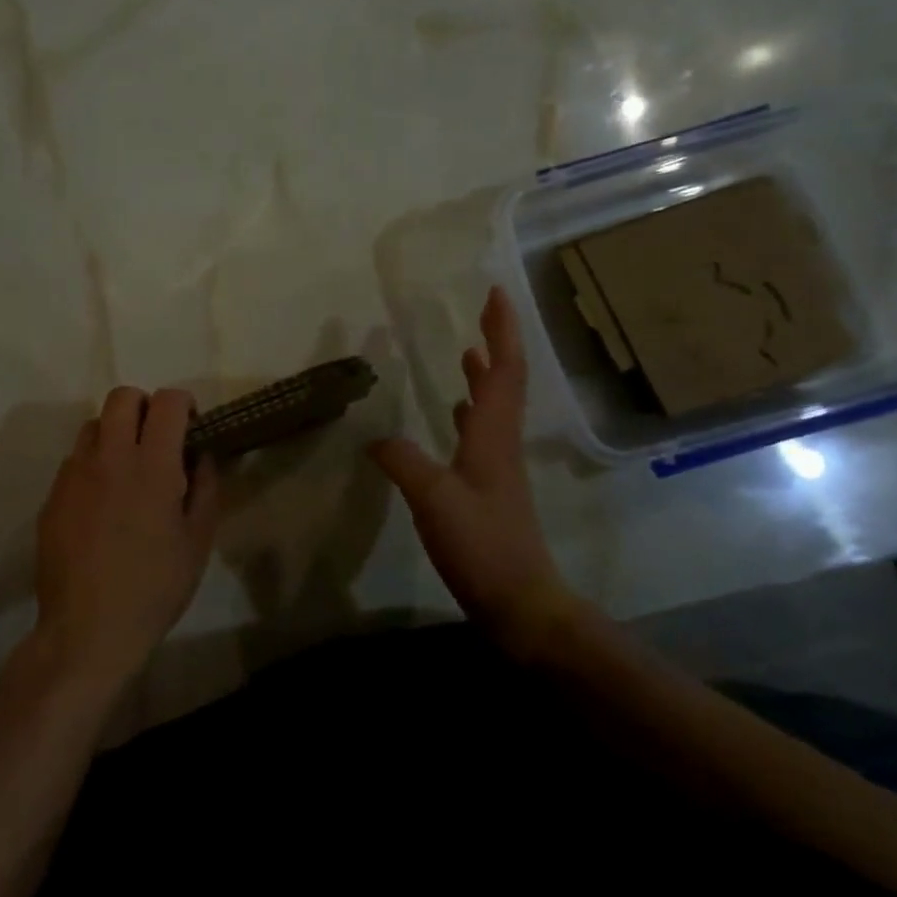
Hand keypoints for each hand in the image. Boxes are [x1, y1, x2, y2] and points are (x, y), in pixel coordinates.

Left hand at [34, 386, 219, 688]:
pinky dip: (93, 464)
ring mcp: (75, 474)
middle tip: (157, 439)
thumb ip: (205, 487)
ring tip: (126, 468)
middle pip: (122, 397)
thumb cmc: (154, 588)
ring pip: (93, 424)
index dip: (183, 403)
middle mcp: (110, 457)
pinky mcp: (53, 495)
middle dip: (145, 406)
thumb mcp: (198, 541)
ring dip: (115, 432)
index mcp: (152, 465)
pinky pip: (74, 459)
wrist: (87, 631)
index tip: (190, 425)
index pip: (167, 401)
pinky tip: (102, 502)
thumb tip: (201, 455)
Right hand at [370, 286, 577, 652]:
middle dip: (496, 342)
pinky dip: (471, 409)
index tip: (496, 293)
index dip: (502, 330)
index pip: (504, 370)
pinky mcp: (489, 486)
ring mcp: (498, 465)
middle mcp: (501, 441)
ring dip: (484, 374)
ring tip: (466, 350)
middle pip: (505, 380)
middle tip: (482, 312)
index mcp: (494, 435)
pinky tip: (454, 413)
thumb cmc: (483, 546)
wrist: (521, 603)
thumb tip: (375, 437)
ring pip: (495, 405)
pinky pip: (482, 431)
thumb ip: (403, 461)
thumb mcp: (434, 499)